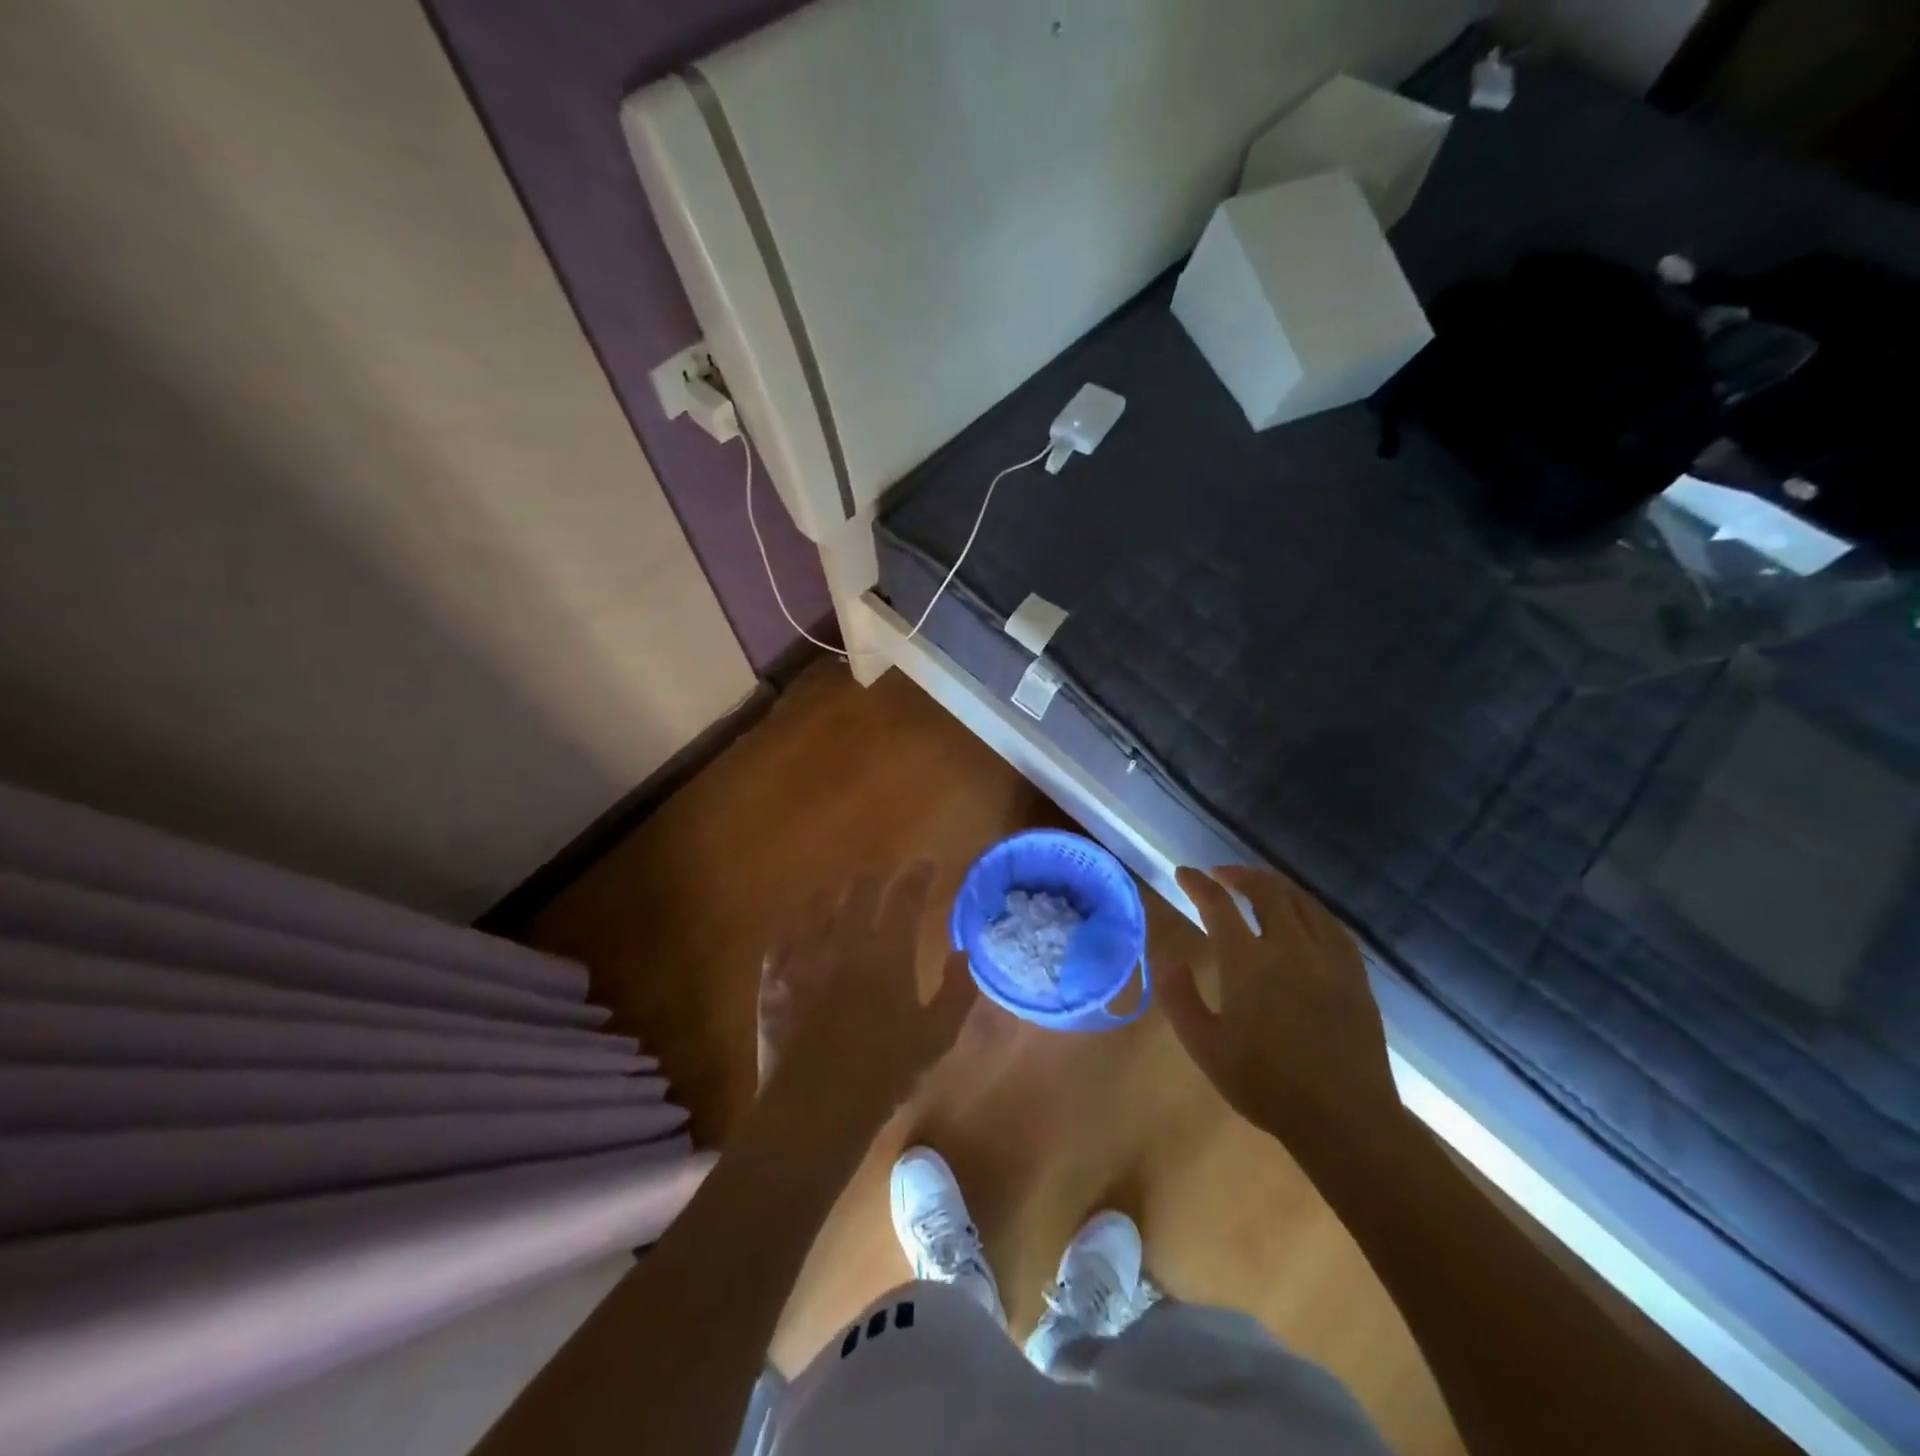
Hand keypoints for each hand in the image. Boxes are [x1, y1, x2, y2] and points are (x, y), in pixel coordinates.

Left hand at [757, 861, 976, 1123]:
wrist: (814, 1108)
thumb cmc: (884, 1074)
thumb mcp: (937, 1038)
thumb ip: (956, 992)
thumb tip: (961, 954)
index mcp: (887, 953)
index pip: (905, 896)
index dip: (917, 874)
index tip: (925, 864)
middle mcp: (844, 942)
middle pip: (859, 889)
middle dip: (876, 874)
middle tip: (886, 873)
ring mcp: (803, 956)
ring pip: (818, 904)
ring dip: (836, 891)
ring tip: (844, 891)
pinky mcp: (773, 977)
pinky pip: (785, 935)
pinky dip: (799, 925)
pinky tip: (803, 928)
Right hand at [1160, 865, 1405, 1174]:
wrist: (1344, 1119)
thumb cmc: (1265, 1084)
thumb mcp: (1204, 1047)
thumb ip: (1178, 996)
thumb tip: (1165, 955)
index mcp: (1248, 963)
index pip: (1218, 905)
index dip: (1197, 884)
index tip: (1183, 874)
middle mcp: (1289, 947)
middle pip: (1264, 890)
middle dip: (1237, 874)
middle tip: (1219, 875)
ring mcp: (1328, 957)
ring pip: (1300, 900)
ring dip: (1273, 884)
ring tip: (1256, 884)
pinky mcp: (1354, 972)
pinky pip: (1330, 922)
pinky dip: (1308, 906)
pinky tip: (1301, 913)